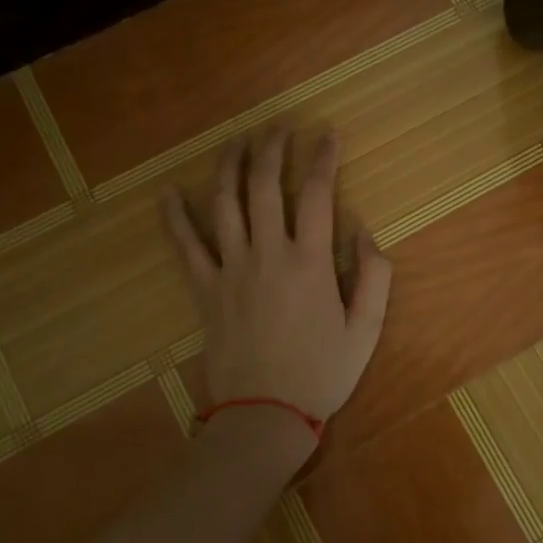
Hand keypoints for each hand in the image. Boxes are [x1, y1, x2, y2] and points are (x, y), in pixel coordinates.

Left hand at [162, 128, 392, 433]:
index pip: (316, 194)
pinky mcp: (204, 289)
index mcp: (309, 262)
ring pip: (224, 203)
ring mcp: (230, 269)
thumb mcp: (366, 330)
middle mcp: (267, 254)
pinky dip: (175, 216)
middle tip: (279, 127)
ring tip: (237, 141)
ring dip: (230, 166)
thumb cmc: (322, 373)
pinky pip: (185, 246)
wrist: (265, 415)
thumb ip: (374, 276)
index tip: (327, 134)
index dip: (322, 158)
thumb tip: (363, 229)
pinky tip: (169, 191)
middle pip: (264, 186)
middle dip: (272, 149)